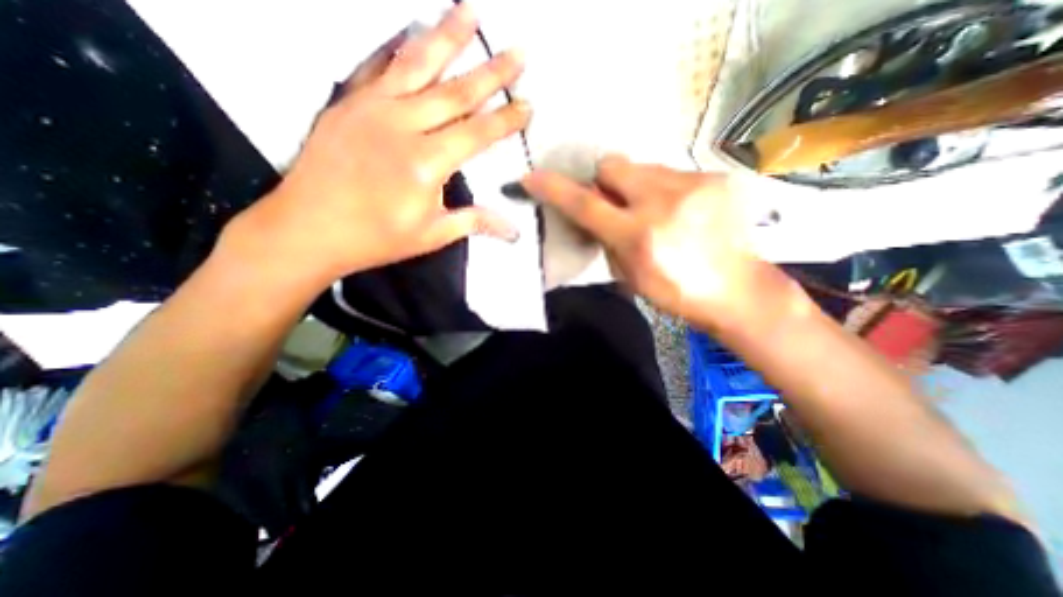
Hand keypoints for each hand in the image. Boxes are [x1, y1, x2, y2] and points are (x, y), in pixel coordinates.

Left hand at [231, 3, 530, 285]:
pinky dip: (397, 45)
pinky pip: (376, 64)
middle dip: (491, 72)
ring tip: (470, 11)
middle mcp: (402, 125)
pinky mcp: (347, 102)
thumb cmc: (376, 238)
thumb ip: (474, 222)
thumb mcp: (432, 235)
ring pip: (417, 64)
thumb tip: (514, 231)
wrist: (307, 229)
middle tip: (517, 52)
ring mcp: (371, 107)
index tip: (527, 104)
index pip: (477, 133)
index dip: (505, 119)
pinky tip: (411, 28)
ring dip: (446, 36)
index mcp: (426, 162)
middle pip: (455, 92)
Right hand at [522, 157, 778, 328]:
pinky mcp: (715, 177)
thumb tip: (592, 214)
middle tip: (612, 202)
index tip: (532, 177)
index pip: (585, 204)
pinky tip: (679, 211)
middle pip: (613, 165)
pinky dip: (663, 189)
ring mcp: (694, 185)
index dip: (555, 189)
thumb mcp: (629, 275)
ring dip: (635, 186)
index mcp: (639, 236)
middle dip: (603, 182)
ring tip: (653, 210)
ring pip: (642, 166)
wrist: (738, 289)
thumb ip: (606, 239)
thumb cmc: (675, 292)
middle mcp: (664, 202)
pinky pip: (671, 172)